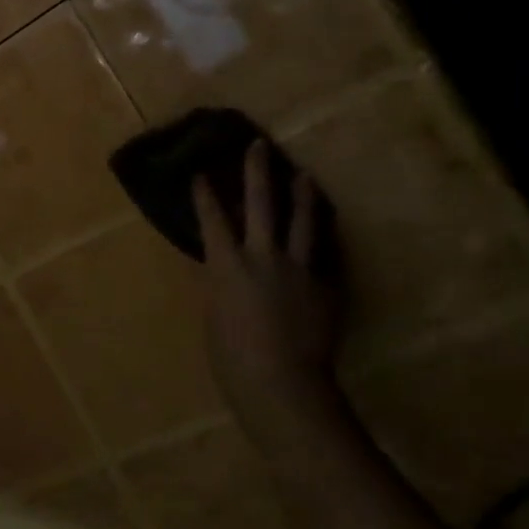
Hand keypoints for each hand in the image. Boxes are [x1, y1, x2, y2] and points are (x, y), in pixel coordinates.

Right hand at [195, 140, 345, 450]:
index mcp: (227, 264)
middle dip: (258, 172)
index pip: (212, 219)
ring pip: (303, 222)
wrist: (281, 382)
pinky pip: (325, 256)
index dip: (205, 195)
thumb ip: (223, 282)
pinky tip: (326, 232)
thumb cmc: (231, 356)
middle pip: (261, 204)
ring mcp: (300, 270)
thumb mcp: (215, 312)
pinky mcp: (326, 287)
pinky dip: (324, 240)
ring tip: (305, 177)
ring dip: (302, 196)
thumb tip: (229, 267)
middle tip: (260, 146)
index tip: (202, 173)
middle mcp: (263, 256)